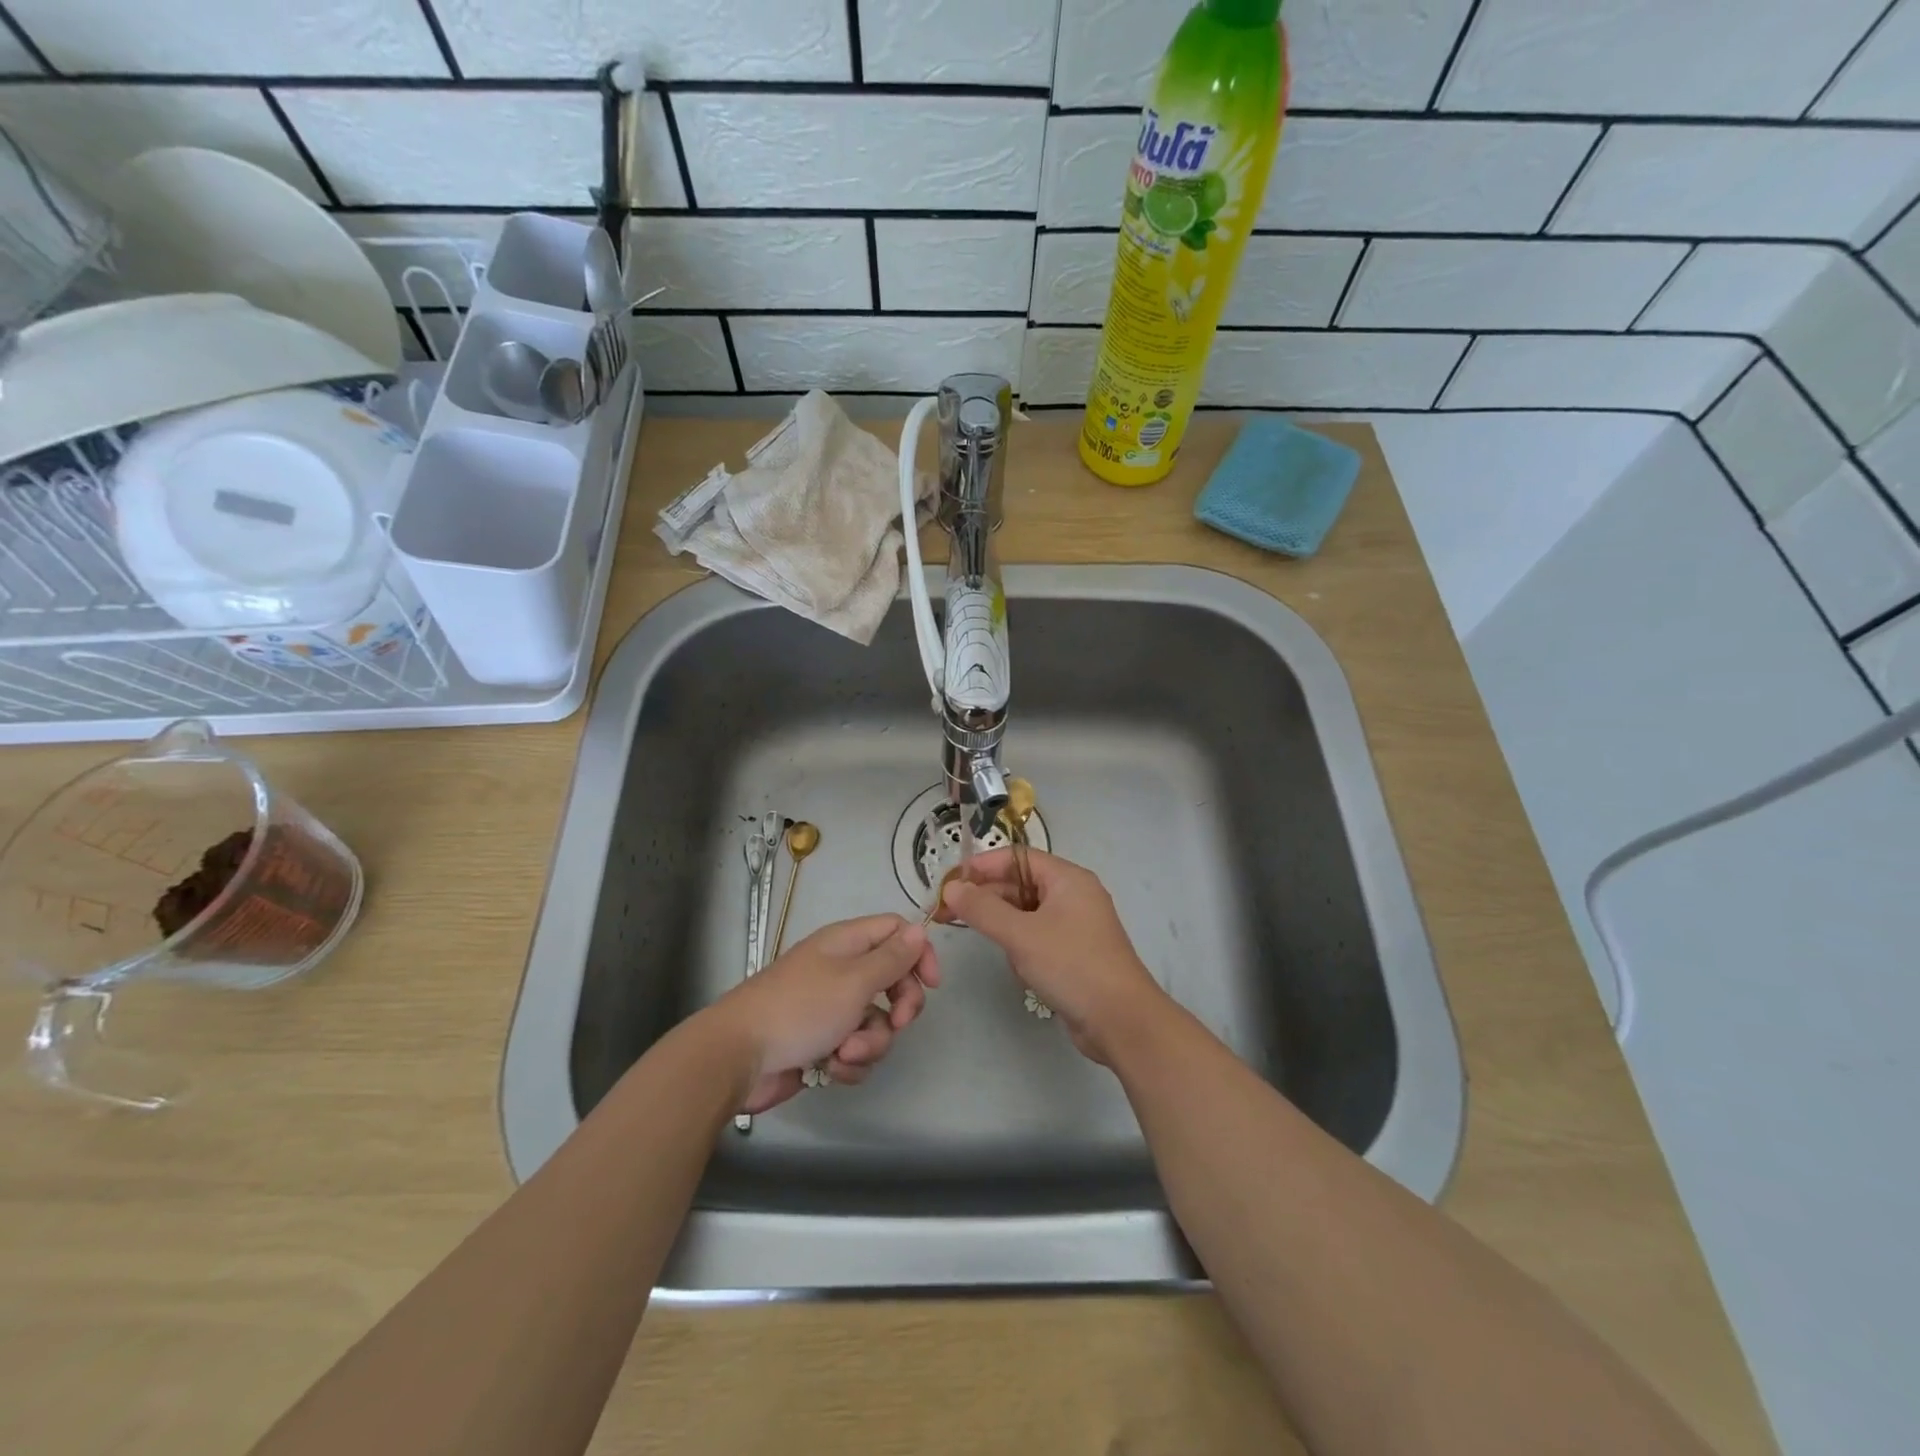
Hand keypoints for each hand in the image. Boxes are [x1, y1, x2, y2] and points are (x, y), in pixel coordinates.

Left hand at [708, 915, 940, 1113]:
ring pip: (878, 1023)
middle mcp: (842, 970)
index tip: (931, 984)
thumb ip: (892, 958)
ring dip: (871, 1043)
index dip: (919, 953)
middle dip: (899, 1007)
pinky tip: (830, 1068)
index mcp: (847, 943)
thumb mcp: (854, 980)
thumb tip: (919, 930)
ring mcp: (832, 1009)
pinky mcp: (823, 1043)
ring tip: (844, 1052)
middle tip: (896, 1022)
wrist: (738, 1057)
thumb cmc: (800, 1009)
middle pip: (893, 981)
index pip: (897, 931)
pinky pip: (857, 1050)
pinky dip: (849, 1062)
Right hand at [941, 849, 1168, 1065]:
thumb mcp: (1021, 935)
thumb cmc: (1072, 966)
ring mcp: (1075, 925)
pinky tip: (1019, 968)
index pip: (1017, 858)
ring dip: (1005, 927)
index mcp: (1067, 878)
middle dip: (986, 899)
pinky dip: (1022, 947)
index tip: (949, 883)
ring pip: (1026, 914)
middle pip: (1020, 885)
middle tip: (948, 914)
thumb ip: (983, 909)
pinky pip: (1037, 937)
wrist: (1122, 1021)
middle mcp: (1073, 895)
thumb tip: (951, 888)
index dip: (982, 866)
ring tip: (990, 944)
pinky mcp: (1074, 952)